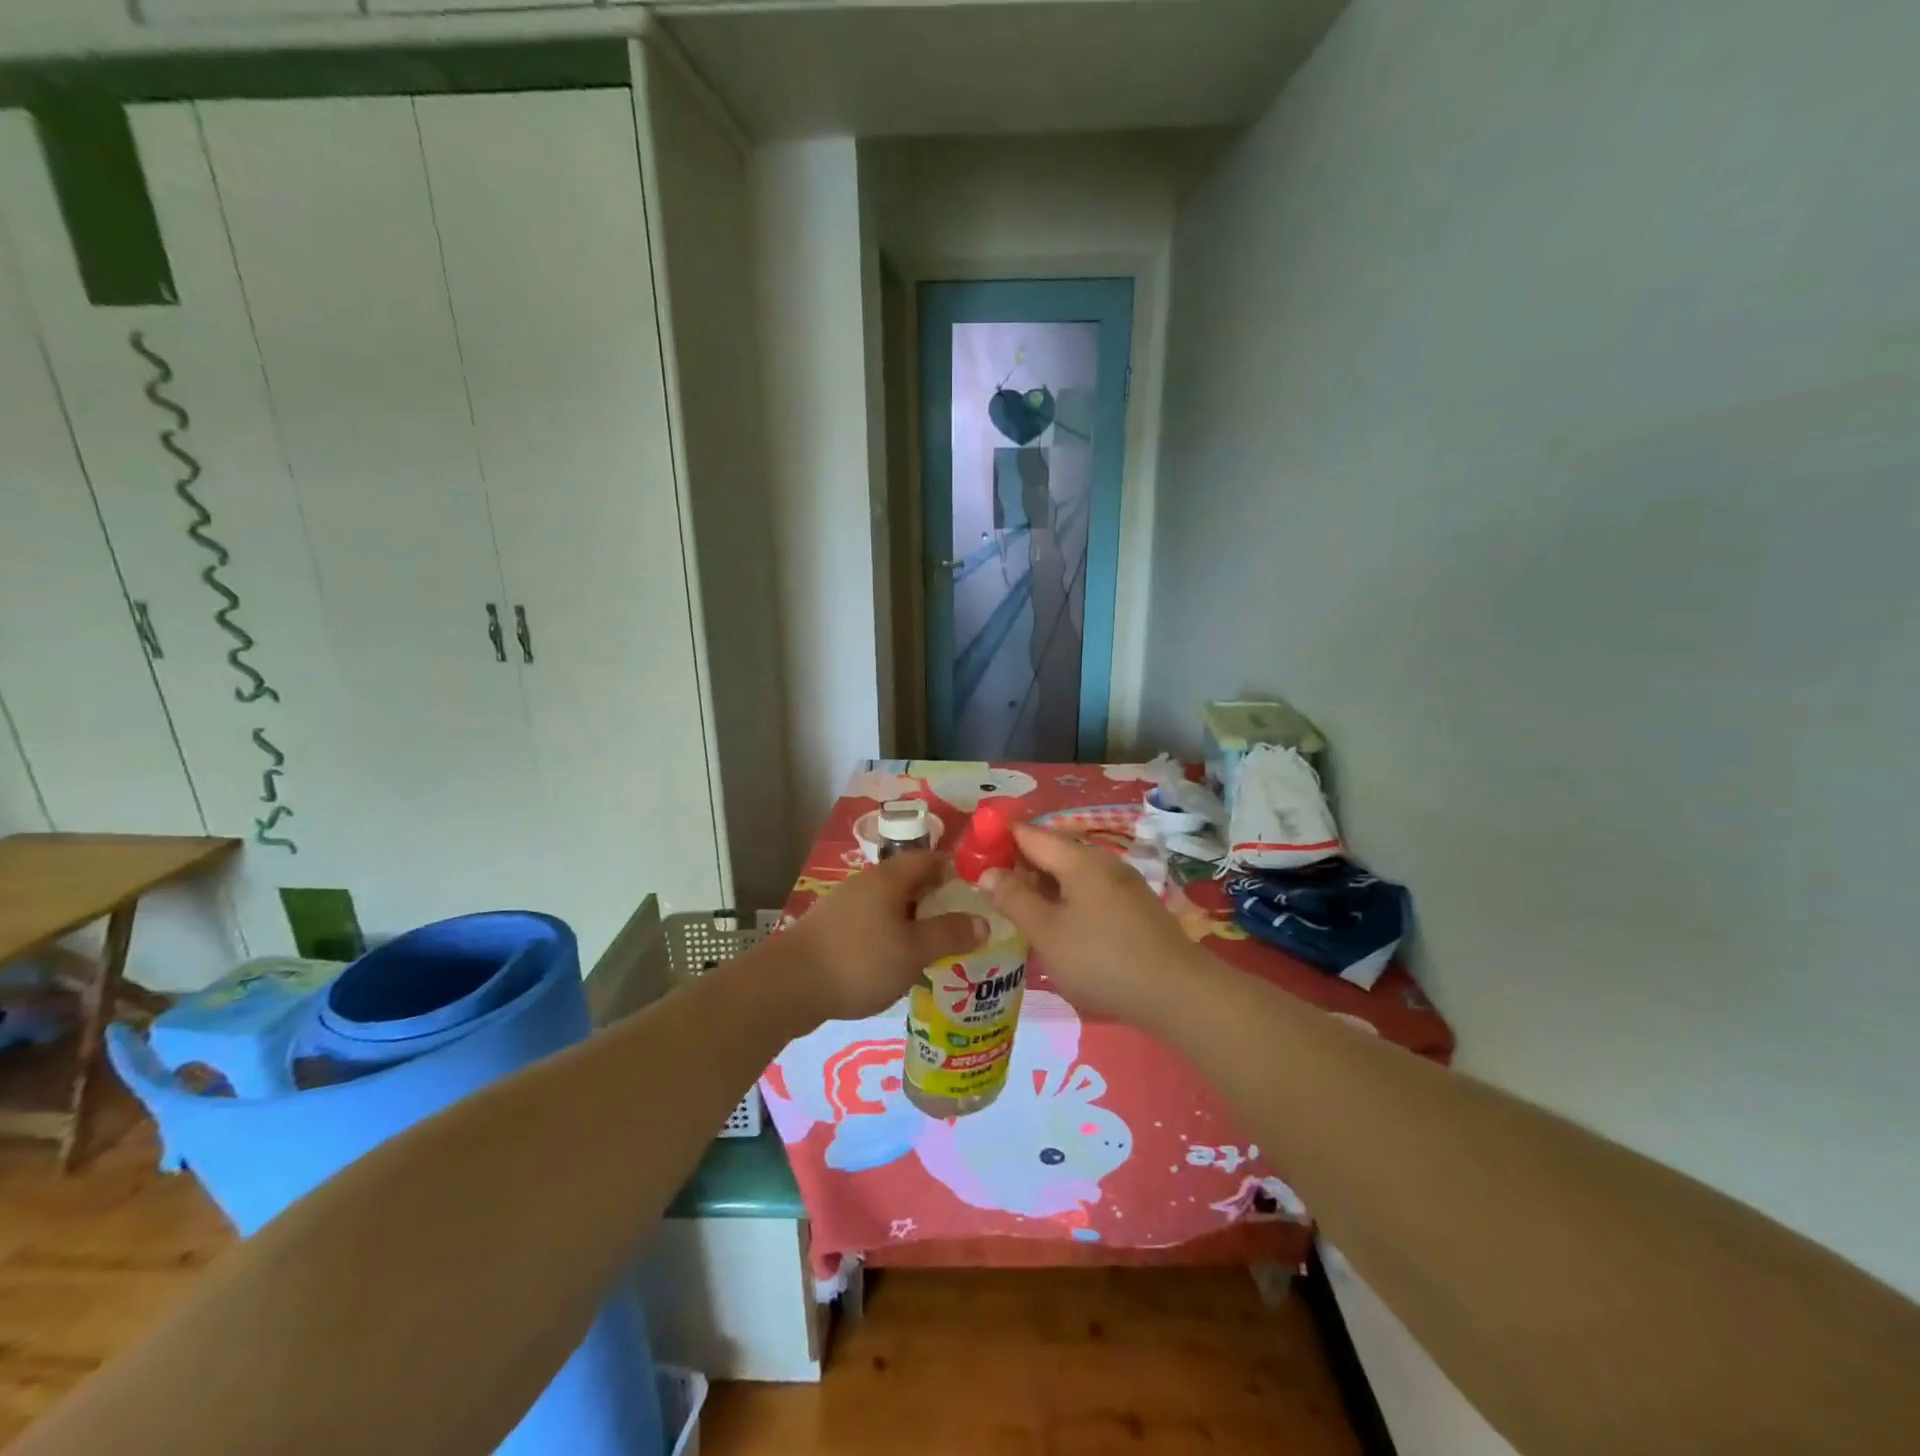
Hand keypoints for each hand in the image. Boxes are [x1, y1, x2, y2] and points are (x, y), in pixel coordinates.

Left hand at [783, 851, 986, 1022]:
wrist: (788, 986)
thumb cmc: (860, 961)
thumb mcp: (914, 951)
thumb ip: (950, 935)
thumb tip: (984, 922)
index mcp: (889, 878)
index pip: (930, 858)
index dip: (956, 871)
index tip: (977, 894)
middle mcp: (867, 883)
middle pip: (910, 882)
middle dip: (937, 901)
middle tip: (961, 927)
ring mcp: (845, 905)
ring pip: (890, 905)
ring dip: (913, 922)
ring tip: (934, 949)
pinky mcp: (831, 928)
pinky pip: (872, 923)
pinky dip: (890, 936)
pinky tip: (897, 963)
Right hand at [983, 824, 1208, 1024]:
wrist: (1177, 993)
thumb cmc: (1102, 959)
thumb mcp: (1047, 932)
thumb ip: (1014, 899)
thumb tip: (987, 872)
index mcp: (1078, 859)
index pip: (1028, 833)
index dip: (997, 839)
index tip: (971, 858)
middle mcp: (1102, 862)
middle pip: (1051, 852)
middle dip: (1018, 866)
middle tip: (988, 891)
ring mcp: (1122, 884)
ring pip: (1070, 874)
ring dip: (1042, 887)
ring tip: (1016, 912)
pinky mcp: (1134, 908)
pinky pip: (1088, 893)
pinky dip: (1065, 901)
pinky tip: (1057, 928)